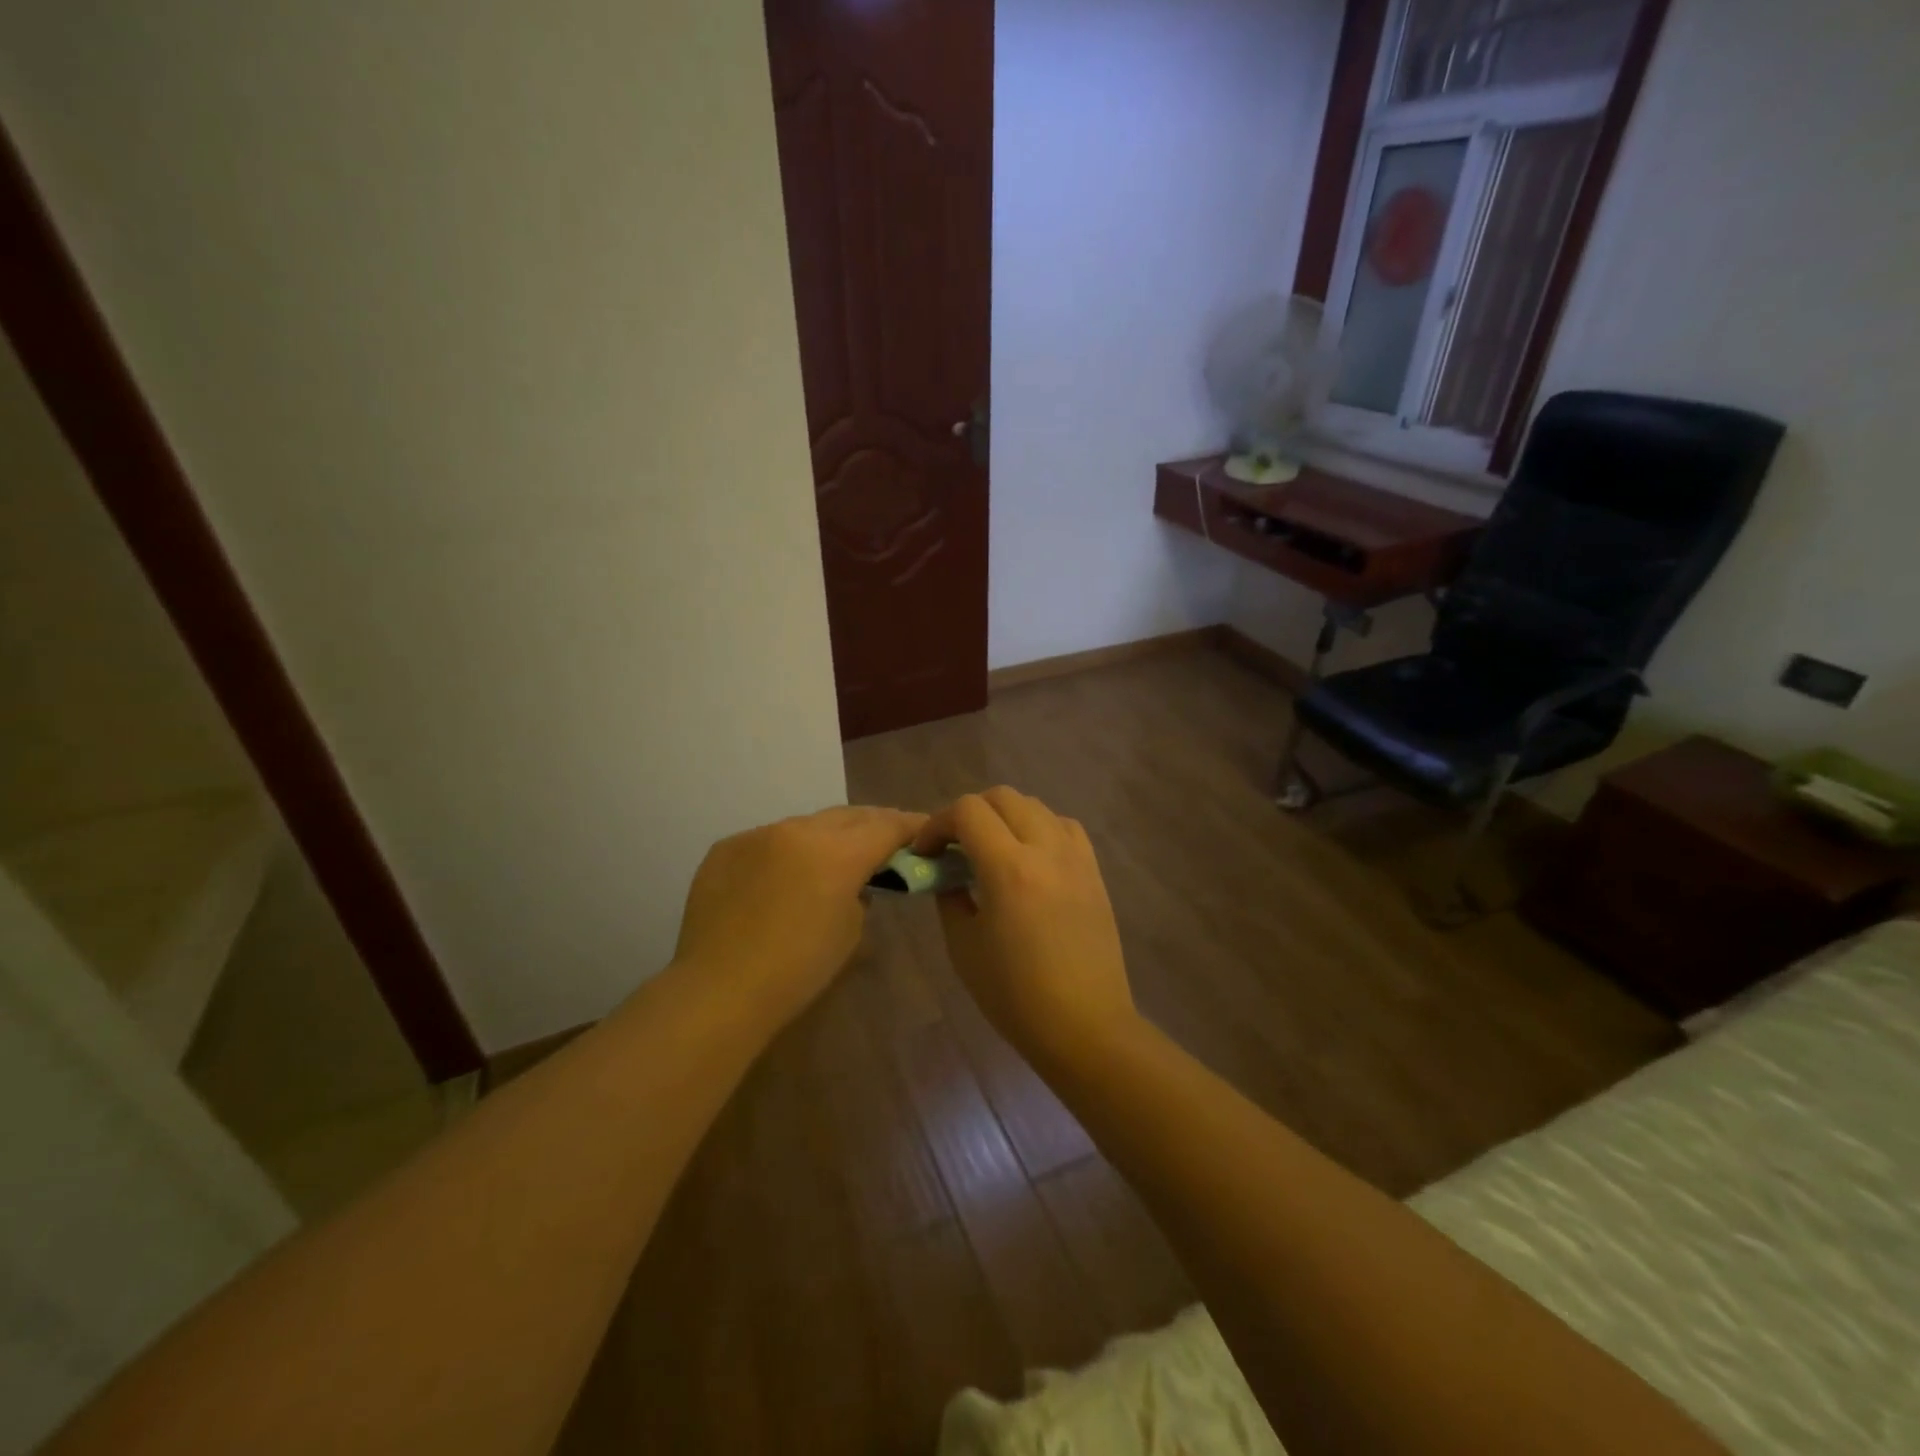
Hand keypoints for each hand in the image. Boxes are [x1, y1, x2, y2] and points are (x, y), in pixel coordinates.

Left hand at [674, 805, 924, 1023]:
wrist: (718, 991)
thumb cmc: (797, 971)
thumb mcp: (850, 932)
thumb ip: (861, 894)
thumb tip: (854, 882)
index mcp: (838, 852)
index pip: (886, 826)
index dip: (911, 826)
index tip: (926, 829)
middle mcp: (798, 830)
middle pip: (849, 816)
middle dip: (873, 824)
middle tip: (887, 839)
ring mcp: (758, 834)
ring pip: (805, 825)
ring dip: (826, 837)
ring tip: (833, 857)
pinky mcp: (726, 848)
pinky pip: (768, 840)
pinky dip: (786, 852)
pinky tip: (783, 876)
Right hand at [915, 787, 1137, 1066]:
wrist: (1085, 1026)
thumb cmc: (1016, 996)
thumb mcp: (964, 947)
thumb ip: (950, 898)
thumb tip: (947, 874)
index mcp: (1008, 869)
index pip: (968, 811)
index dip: (937, 823)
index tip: (926, 852)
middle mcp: (1046, 850)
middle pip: (1003, 797)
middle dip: (969, 813)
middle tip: (954, 847)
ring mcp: (1076, 858)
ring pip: (1036, 806)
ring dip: (1005, 816)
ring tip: (992, 849)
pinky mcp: (1094, 872)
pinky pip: (1064, 827)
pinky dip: (1040, 828)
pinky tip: (1030, 857)